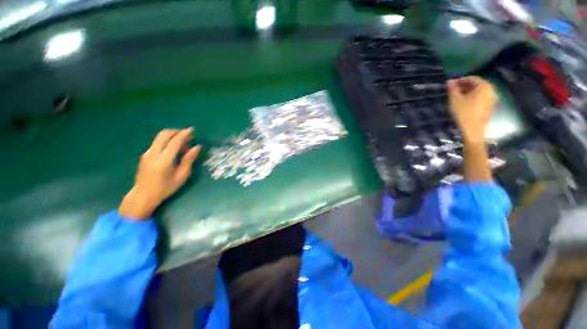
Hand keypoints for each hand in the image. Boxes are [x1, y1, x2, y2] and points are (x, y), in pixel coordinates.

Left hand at [119, 128, 200, 219]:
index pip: (174, 141)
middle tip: (188, 136)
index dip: (184, 134)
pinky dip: (167, 142)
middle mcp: (153, 153)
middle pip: (164, 134)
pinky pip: (157, 143)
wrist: (143, 195)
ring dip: (172, 137)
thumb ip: (189, 160)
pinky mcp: (145, 154)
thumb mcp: (181, 176)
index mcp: (164, 160)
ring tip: (183, 146)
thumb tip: (196, 147)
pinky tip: (173, 151)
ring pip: (160, 137)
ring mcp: (147, 153)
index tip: (192, 129)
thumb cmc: (165, 188)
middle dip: (177, 132)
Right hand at [447, 76, 496, 144]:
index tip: (450, 84)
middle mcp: (491, 90)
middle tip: (453, 90)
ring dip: (468, 92)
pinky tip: (464, 102)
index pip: (472, 78)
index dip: (460, 80)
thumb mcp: (455, 100)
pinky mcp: (489, 106)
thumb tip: (449, 81)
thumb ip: (452, 89)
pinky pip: (480, 98)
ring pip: (478, 91)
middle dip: (464, 86)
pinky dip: (472, 97)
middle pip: (476, 84)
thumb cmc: (464, 112)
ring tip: (457, 96)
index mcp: (484, 86)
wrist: (473, 130)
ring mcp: (492, 99)